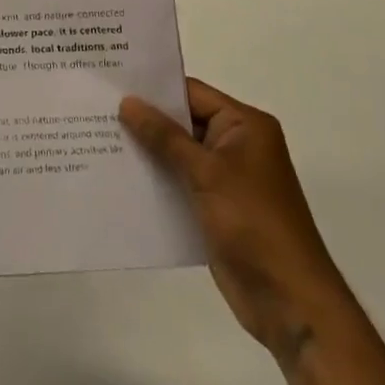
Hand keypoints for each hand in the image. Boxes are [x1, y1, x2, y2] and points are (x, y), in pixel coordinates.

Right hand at [121, 79, 344, 362]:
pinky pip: (179, 182)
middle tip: (96, 108)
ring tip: (97, 138)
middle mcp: (236, 145)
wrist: (289, 302)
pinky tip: (118, 177)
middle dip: (144, 119)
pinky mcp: (214, 208)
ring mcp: (225, 178)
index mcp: (245, 125)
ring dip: (146, 150)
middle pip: (183, 122)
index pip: (192, 93)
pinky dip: (155, 179)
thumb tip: (128, 102)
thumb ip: (165, 137)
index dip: (154, 88)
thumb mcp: (207, 172)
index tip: (111, 82)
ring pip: (177, 153)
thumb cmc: (254, 223)